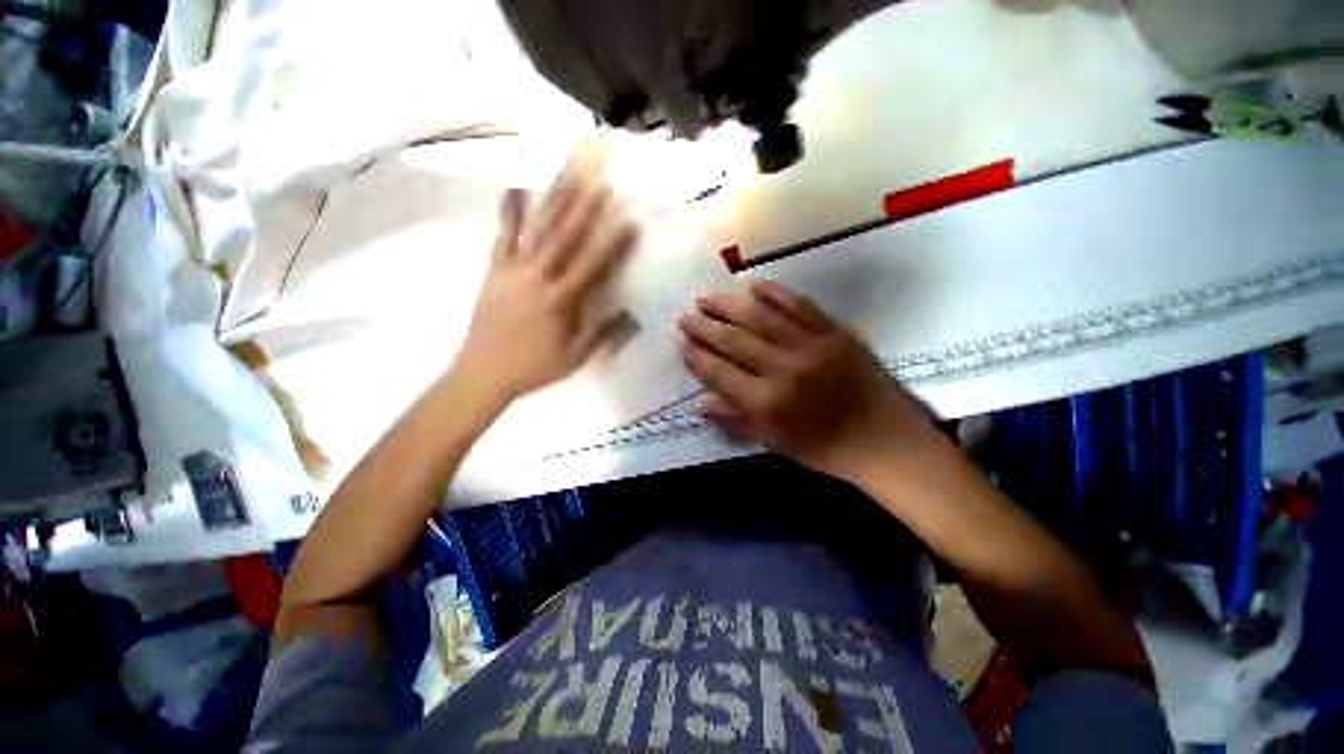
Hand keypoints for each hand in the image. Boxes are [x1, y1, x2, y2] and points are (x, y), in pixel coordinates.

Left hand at [458, 182, 637, 400]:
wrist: (482, 372)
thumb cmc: (534, 367)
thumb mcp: (575, 357)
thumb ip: (602, 333)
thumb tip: (631, 312)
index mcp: (560, 301)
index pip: (593, 266)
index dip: (614, 244)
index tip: (631, 220)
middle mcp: (538, 278)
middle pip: (565, 236)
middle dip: (585, 205)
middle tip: (601, 177)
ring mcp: (513, 270)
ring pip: (538, 229)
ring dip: (555, 199)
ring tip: (569, 171)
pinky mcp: (494, 269)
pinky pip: (503, 236)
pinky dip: (510, 211)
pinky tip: (515, 186)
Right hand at [678, 280, 938, 481]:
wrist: (886, 440)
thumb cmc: (825, 449)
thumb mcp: (775, 443)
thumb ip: (736, 421)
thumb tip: (700, 404)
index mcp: (768, 403)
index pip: (720, 373)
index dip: (698, 358)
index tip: (682, 345)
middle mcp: (784, 369)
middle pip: (734, 341)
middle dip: (705, 327)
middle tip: (686, 316)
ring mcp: (811, 346)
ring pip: (761, 318)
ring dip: (730, 305)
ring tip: (707, 297)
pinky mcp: (835, 332)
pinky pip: (801, 306)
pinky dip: (776, 293)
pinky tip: (755, 285)